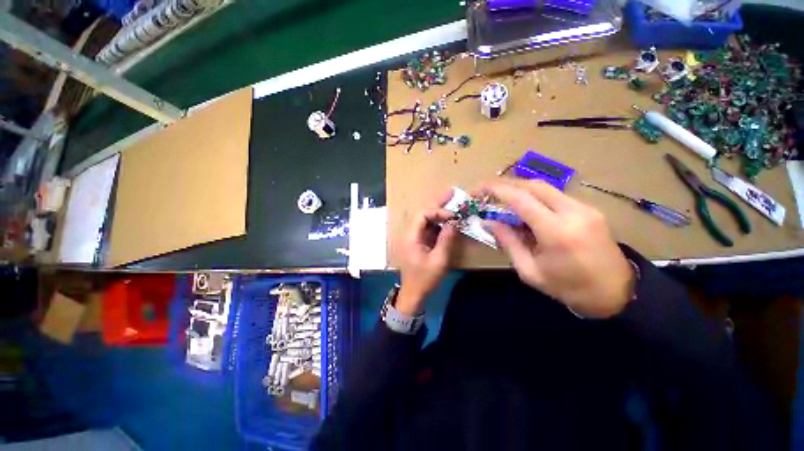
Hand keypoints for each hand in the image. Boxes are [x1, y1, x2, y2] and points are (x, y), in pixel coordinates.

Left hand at [396, 191, 457, 315]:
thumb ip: (446, 239)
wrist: (414, 294)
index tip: (453, 215)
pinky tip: (450, 220)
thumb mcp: (438, 260)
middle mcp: (412, 233)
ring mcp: (416, 238)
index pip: (423, 215)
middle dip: (438, 204)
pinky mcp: (421, 242)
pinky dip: (440, 223)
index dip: (438, 212)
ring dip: (440, 212)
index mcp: (412, 236)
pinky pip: (430, 228)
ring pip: (427, 220)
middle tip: (452, 193)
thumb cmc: (424, 279)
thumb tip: (454, 222)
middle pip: (424, 213)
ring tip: (453, 202)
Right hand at [481, 180, 634, 318]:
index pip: (521, 199)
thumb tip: (490, 222)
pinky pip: (555, 195)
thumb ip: (508, 242)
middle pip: (533, 185)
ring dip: (520, 190)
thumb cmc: (567, 287)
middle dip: (507, 184)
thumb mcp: (529, 270)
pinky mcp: (589, 209)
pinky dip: (535, 197)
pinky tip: (526, 209)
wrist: (616, 293)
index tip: (479, 189)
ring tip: (504, 200)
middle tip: (489, 192)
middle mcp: (573, 212)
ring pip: (545, 187)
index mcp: (556, 231)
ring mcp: (585, 208)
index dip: (496, 189)